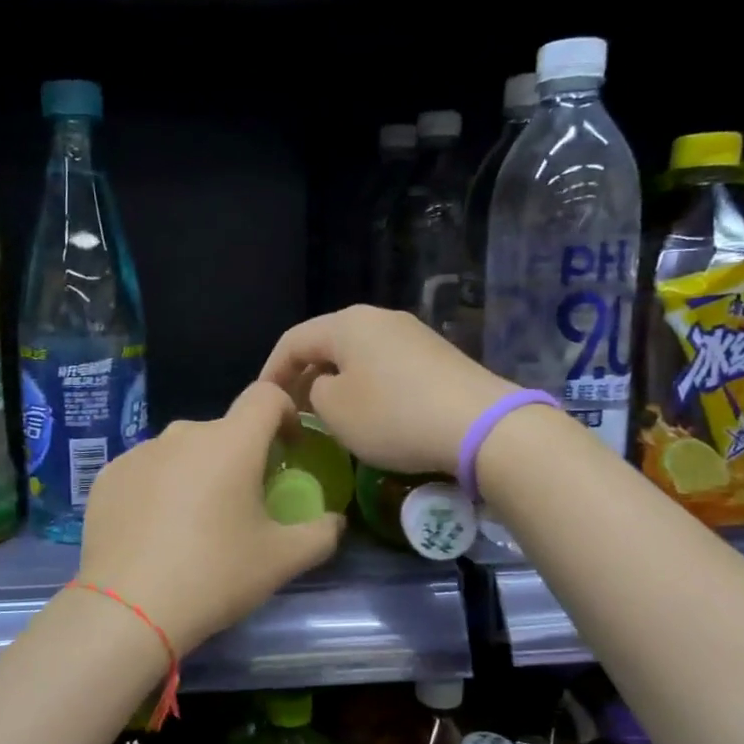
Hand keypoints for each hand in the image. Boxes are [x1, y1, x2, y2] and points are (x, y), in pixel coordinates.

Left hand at [78, 382, 344, 655]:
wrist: (128, 609)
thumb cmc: (214, 575)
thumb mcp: (282, 560)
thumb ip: (320, 533)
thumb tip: (334, 521)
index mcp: (231, 442)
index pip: (266, 396)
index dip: (285, 414)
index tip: (288, 450)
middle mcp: (183, 434)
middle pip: (223, 431)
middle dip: (240, 456)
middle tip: (243, 504)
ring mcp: (139, 453)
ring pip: (182, 451)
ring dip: (197, 473)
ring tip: (194, 524)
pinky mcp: (108, 476)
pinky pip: (146, 471)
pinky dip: (159, 489)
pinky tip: (155, 532)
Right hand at [259, 306, 517, 475]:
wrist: (481, 425)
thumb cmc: (394, 416)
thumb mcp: (335, 410)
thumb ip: (313, 393)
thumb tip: (324, 388)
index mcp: (347, 323)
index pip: (293, 341)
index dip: (271, 372)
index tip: (262, 403)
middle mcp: (380, 318)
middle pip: (328, 344)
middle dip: (305, 376)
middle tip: (293, 411)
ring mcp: (413, 334)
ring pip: (358, 356)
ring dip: (337, 383)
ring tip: (328, 415)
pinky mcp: (437, 357)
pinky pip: (386, 367)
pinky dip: (367, 387)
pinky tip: (371, 414)